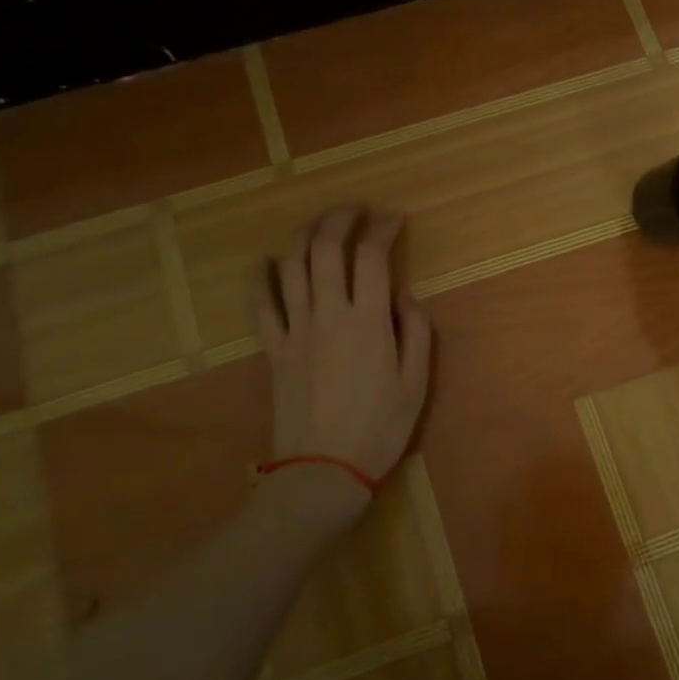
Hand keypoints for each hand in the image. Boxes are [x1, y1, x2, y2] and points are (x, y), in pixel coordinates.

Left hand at [256, 206, 432, 488]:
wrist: (323, 470)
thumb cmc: (379, 428)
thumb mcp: (417, 383)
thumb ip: (417, 332)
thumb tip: (405, 295)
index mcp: (369, 321)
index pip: (372, 257)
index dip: (383, 229)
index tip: (393, 219)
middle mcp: (329, 314)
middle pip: (326, 248)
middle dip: (340, 218)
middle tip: (355, 209)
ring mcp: (295, 329)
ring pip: (292, 266)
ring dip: (304, 235)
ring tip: (319, 224)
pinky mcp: (273, 348)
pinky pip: (261, 303)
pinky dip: (261, 276)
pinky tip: (266, 260)